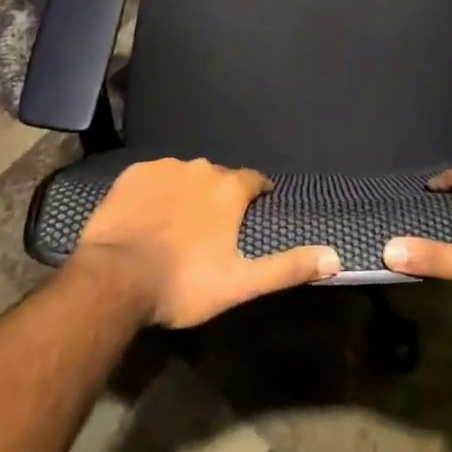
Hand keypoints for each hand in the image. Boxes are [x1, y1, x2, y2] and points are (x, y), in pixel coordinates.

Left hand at [70, 158, 339, 327]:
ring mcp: (164, 168)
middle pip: (218, 178)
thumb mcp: (241, 283)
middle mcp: (201, 168)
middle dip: (219, 197)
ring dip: (186, 193)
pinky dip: (155, 192)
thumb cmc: (184, 282)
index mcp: (229, 189)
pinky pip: (153, 177)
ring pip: (185, 175)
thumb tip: (336, 257)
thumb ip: (287, 268)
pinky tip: (147, 216)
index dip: (257, 194)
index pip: (254, 181)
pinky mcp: (132, 174)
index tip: (254, 208)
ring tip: (176, 225)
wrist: (115, 280)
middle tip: (210, 229)